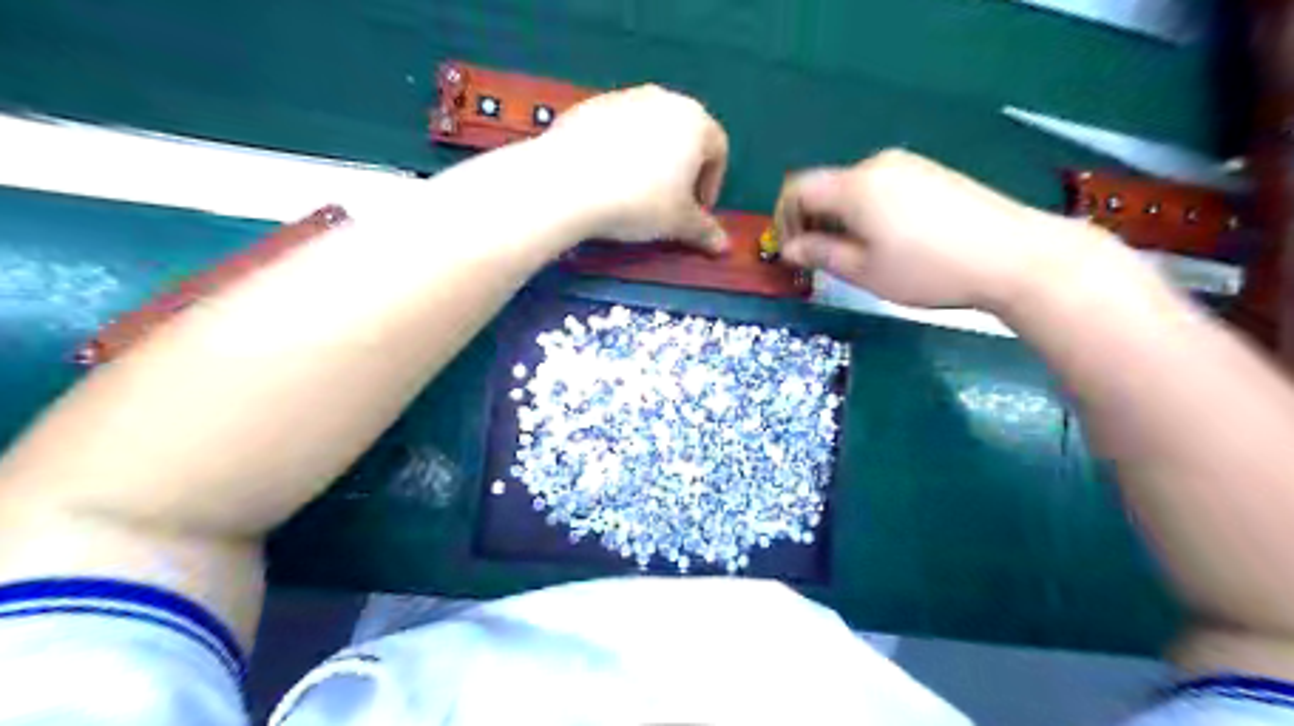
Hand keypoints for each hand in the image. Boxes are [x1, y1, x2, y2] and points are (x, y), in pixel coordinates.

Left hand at [530, 82, 724, 252]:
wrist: (569, 182)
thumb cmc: (640, 201)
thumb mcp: (679, 223)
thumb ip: (705, 231)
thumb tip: (724, 247)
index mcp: (695, 121)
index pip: (718, 151)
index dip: (712, 185)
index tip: (696, 212)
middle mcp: (663, 99)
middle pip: (683, 136)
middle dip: (681, 170)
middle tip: (669, 202)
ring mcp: (623, 97)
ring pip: (648, 131)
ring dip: (650, 160)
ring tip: (634, 191)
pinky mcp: (589, 106)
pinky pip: (615, 131)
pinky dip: (618, 152)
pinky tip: (605, 179)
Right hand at [773, 149, 1078, 307]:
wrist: (1014, 255)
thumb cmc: (928, 269)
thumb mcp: (864, 271)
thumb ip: (820, 254)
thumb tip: (790, 248)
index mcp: (854, 186)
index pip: (798, 188)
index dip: (784, 219)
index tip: (793, 253)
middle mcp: (877, 165)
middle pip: (826, 186)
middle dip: (813, 221)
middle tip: (823, 260)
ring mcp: (908, 166)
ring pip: (854, 189)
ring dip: (841, 219)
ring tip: (858, 255)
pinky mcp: (932, 173)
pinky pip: (882, 188)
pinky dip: (868, 212)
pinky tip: (890, 240)